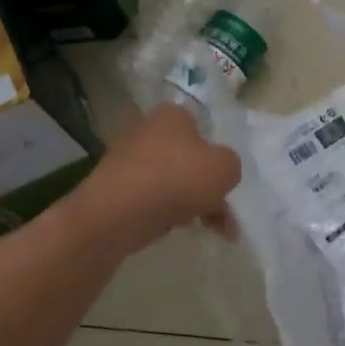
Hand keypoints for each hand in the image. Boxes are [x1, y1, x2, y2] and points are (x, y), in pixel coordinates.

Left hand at [72, 104, 241, 253]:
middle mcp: (146, 130)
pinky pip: (150, 198)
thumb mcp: (225, 168)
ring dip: (192, 204)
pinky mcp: (114, 188)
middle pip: (187, 158)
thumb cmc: (177, 179)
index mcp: (172, 115)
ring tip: (210, 230)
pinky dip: (167, 212)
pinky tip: (178, 228)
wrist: (118, 213)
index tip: (225, 179)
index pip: (201, 127)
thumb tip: (220, 170)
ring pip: (171, 181)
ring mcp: (126, 159)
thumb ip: (231, 164)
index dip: (216, 153)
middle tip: (224, 215)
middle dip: (207, 187)